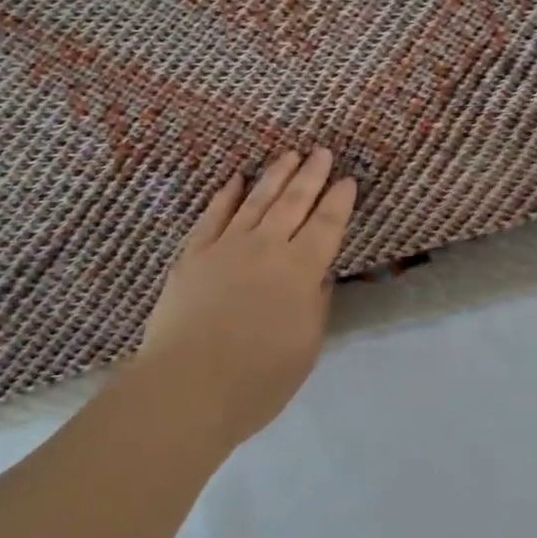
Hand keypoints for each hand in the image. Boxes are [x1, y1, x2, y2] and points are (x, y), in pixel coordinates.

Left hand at [134, 148, 357, 447]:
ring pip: (256, 200)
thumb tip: (317, 275)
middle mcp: (267, 247)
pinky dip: (226, 195)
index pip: (327, 225)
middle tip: (322, 151)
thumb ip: (314, 303)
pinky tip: (235, 179)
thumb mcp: (306, 346)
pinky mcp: (193, 255)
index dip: (339, 201)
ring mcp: (226, 247)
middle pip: (294, 202)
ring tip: (288, 155)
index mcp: (300, 270)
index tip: (348, 180)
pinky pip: (213, 215)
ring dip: (275, 175)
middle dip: (311, 175)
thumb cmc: (258, 379)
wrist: (188, 386)